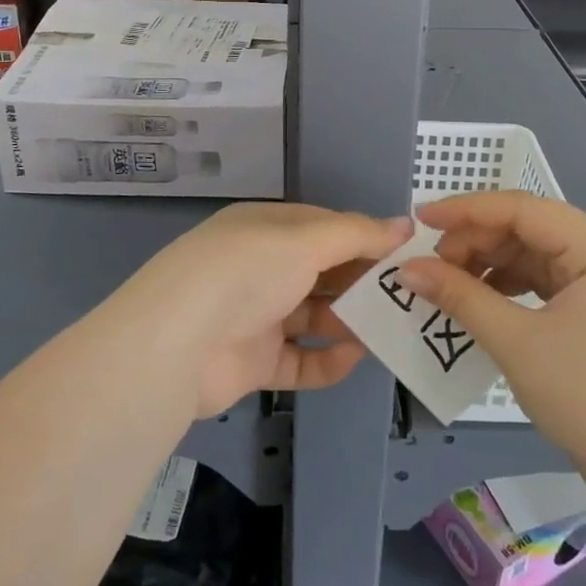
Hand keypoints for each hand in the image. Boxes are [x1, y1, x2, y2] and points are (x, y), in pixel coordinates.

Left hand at [114, 203, 412, 416]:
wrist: (177, 344)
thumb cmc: (246, 272)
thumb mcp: (304, 240)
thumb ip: (357, 234)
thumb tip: (404, 224)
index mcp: (266, 228)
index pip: (325, 228)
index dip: (365, 239)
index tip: (407, 255)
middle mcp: (260, 267)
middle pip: (322, 272)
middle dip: (362, 283)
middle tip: (408, 297)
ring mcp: (255, 316)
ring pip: (313, 316)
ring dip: (349, 322)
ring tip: (391, 330)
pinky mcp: (252, 361)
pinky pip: (299, 359)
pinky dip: (326, 360)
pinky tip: (354, 358)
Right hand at [398, 192, 585, 508]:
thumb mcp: (517, 343)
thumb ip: (460, 296)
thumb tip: (407, 268)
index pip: (524, 209)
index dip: (467, 211)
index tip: (421, 219)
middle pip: (530, 228)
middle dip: (477, 241)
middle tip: (432, 264)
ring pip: (536, 253)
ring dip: (491, 263)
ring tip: (450, 283)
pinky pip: (548, 279)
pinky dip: (511, 285)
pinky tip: (481, 300)